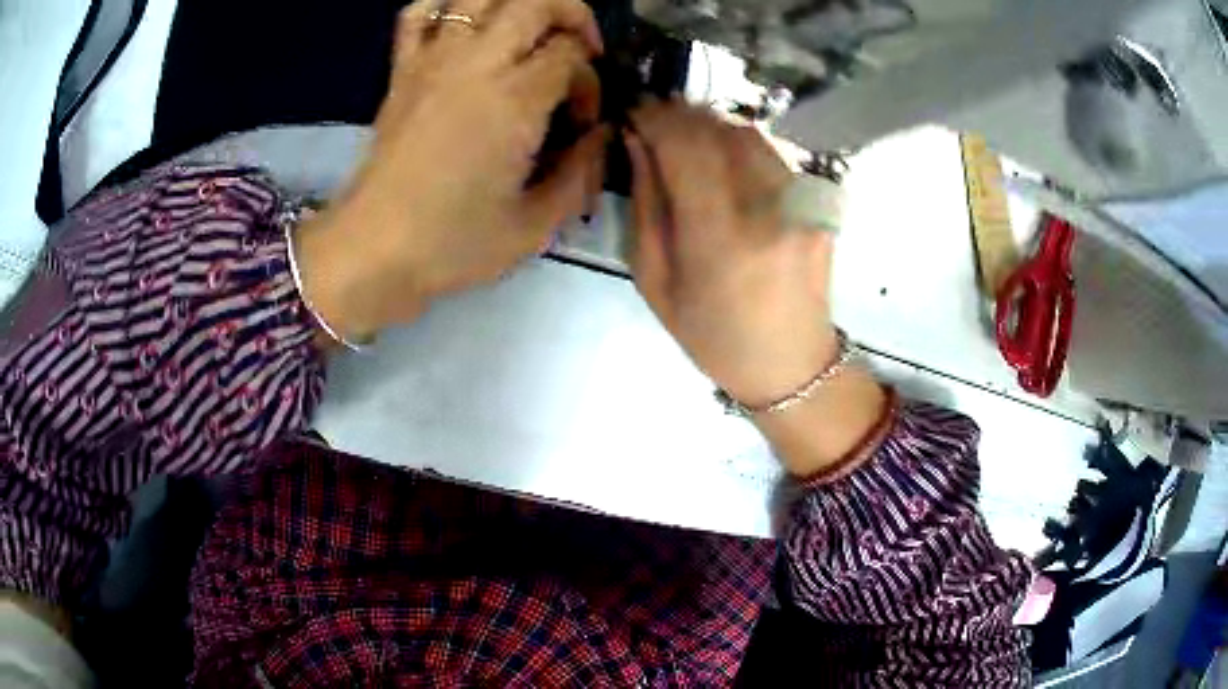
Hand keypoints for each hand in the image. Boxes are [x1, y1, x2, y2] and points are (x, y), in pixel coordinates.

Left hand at [298, 0, 607, 339]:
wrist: (372, 250)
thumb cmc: (453, 244)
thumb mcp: (536, 225)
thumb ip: (580, 173)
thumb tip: (600, 134)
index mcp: (516, 99)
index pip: (572, 53)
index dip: (590, 79)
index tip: (580, 120)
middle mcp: (477, 63)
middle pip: (536, 2)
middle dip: (572, 16)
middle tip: (577, 53)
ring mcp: (433, 59)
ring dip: (517, 4)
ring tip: (528, 33)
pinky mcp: (402, 69)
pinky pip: (419, 12)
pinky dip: (445, 6)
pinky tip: (465, 26)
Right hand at [626, 102, 837, 406]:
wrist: (792, 365)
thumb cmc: (713, 336)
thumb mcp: (657, 281)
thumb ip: (647, 204)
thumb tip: (639, 143)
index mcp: (720, 237)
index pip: (684, 145)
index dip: (655, 118)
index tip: (634, 114)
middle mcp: (768, 209)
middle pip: (719, 129)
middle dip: (681, 115)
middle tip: (655, 121)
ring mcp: (801, 202)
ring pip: (749, 134)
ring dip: (710, 126)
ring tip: (685, 138)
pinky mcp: (818, 204)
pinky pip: (772, 154)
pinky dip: (739, 144)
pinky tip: (723, 161)